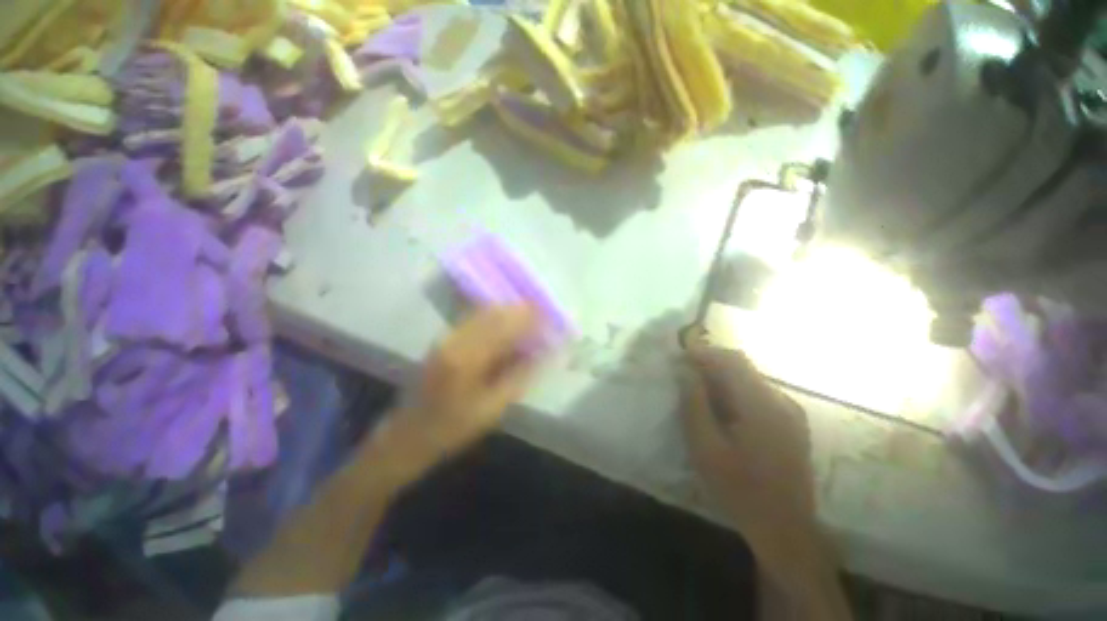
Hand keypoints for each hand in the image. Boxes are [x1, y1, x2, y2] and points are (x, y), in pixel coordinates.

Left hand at [376, 306, 541, 483]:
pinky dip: (494, 319)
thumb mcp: (492, 409)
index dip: (529, 318)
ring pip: (483, 313)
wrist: (408, 436)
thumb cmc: (452, 429)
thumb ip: (519, 376)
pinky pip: (474, 320)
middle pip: (494, 313)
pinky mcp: (444, 341)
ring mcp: (447, 338)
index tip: (549, 318)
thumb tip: (543, 354)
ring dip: (508, 313)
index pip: (505, 326)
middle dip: (521, 311)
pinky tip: (506, 328)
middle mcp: (455, 340)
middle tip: (542, 317)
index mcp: (467, 358)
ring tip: (529, 320)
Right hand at [680, 333, 823, 573]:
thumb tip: (686, 372)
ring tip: (700, 391)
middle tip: (686, 373)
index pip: (732, 361)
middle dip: (712, 364)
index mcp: (762, 405)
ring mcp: (790, 412)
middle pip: (743, 367)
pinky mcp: (792, 423)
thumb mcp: (706, 448)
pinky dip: (736, 392)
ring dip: (723, 378)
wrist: (785, 528)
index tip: (681, 356)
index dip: (704, 353)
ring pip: (751, 380)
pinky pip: (759, 395)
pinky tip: (723, 410)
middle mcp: (781, 401)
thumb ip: (694, 405)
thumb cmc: (740, 489)